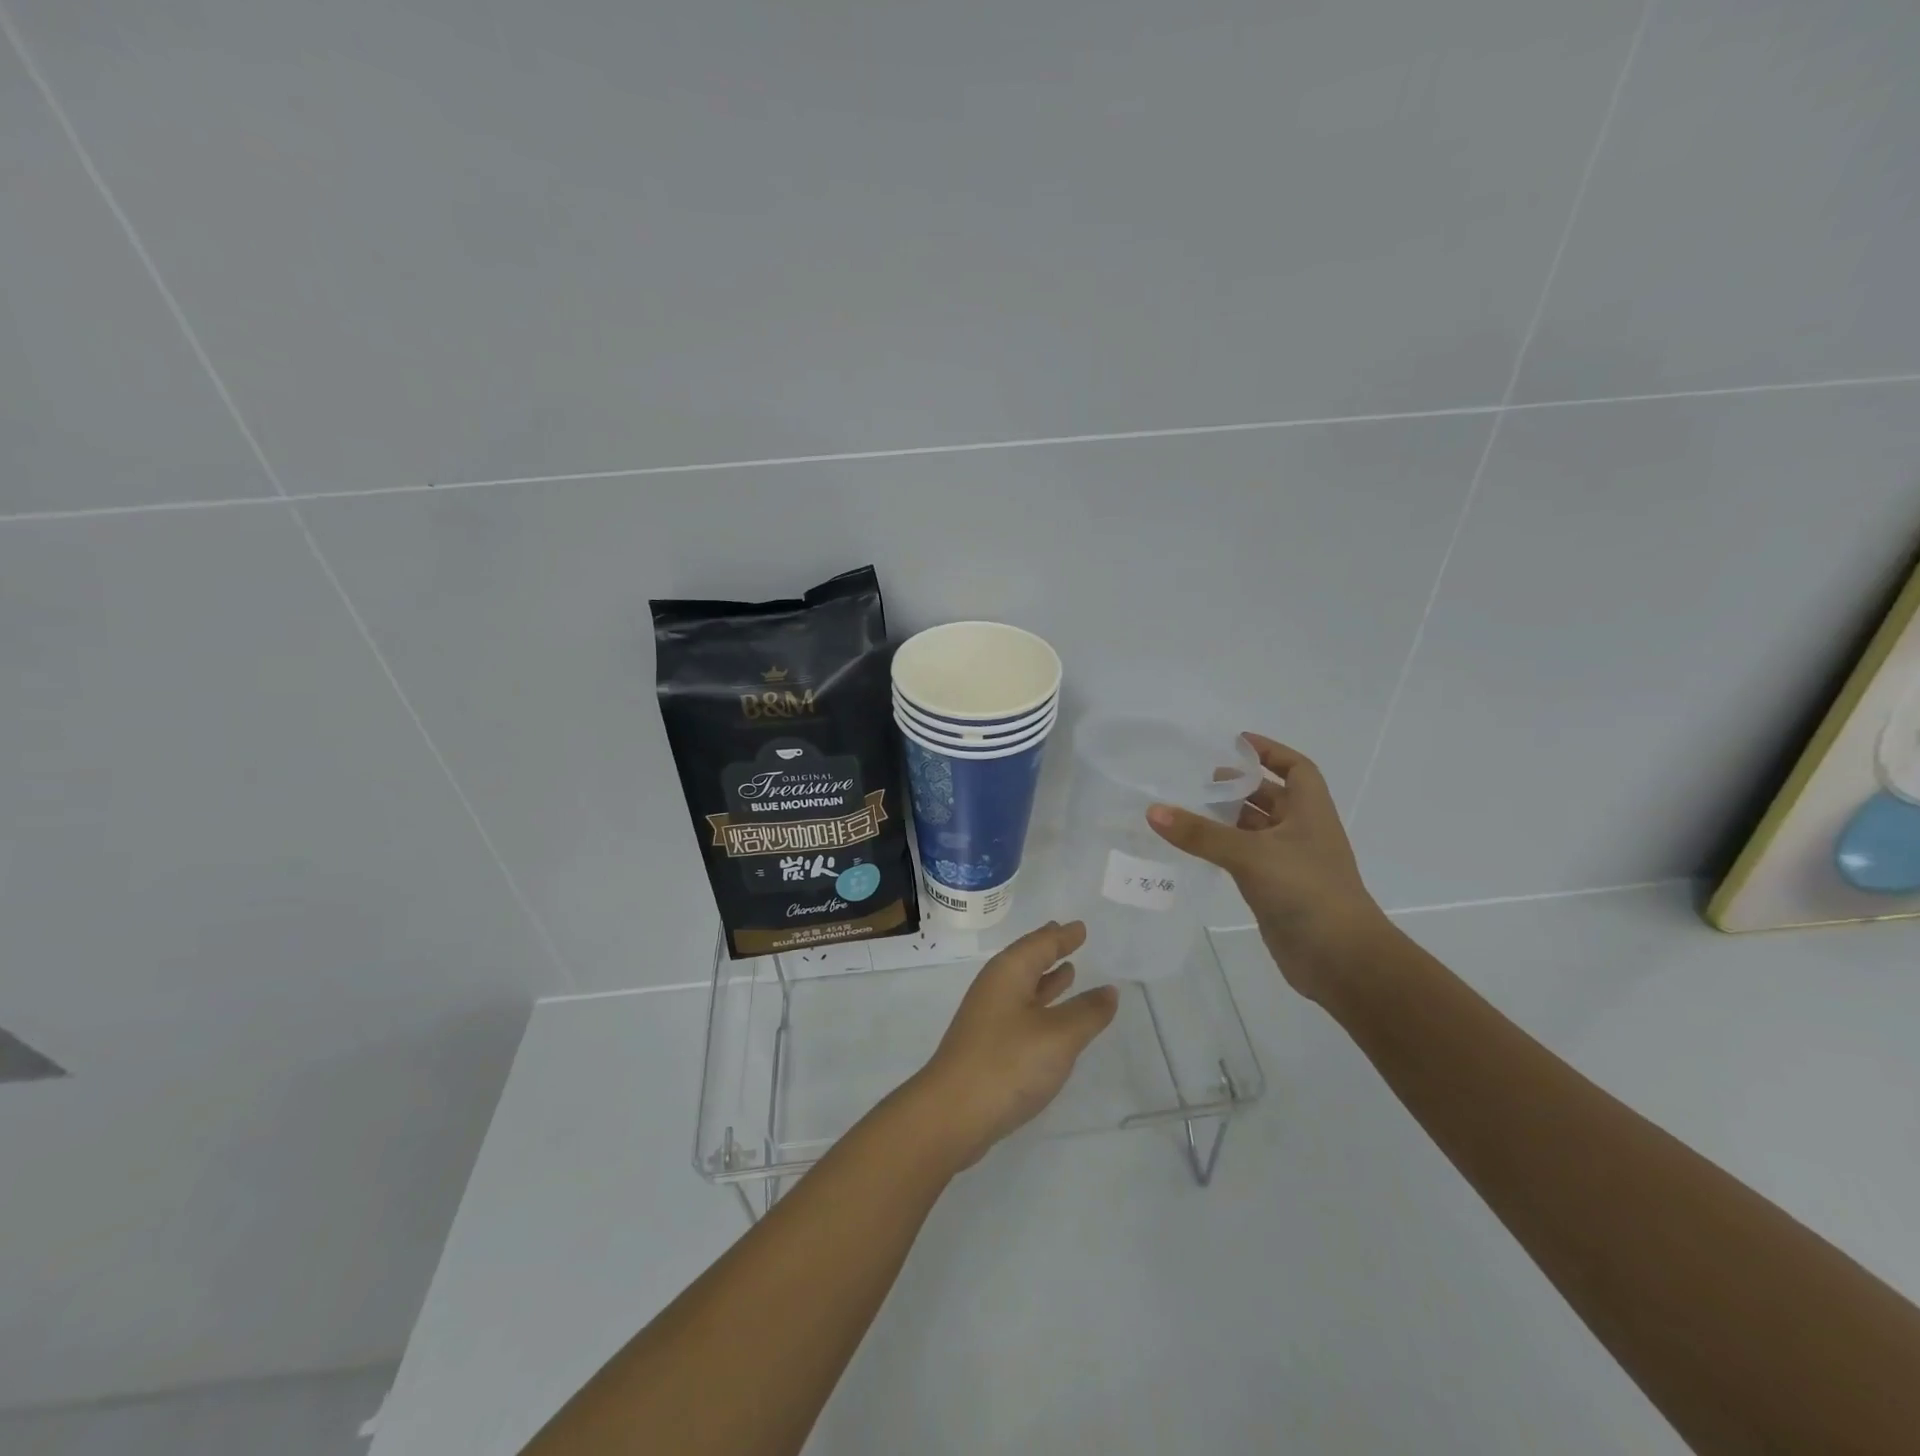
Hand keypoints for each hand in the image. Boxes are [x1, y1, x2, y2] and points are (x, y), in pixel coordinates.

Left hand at [907, 920, 1118, 1168]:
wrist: (953, 1114)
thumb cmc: (1008, 1063)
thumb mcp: (1059, 1036)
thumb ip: (1087, 1012)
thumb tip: (1109, 990)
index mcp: (1008, 973)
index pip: (1040, 944)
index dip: (1062, 936)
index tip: (1080, 926)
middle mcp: (995, 988)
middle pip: (1026, 961)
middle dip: (1049, 950)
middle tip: (1069, 937)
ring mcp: (988, 1018)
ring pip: (1023, 987)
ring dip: (1045, 979)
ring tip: (1068, 971)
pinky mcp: (987, 1046)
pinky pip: (1020, 1011)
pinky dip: (1040, 1006)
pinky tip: (1051, 1019)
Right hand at [1146, 734, 1388, 1002]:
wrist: (1341, 960)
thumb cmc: (1305, 892)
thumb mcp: (1250, 855)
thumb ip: (1200, 834)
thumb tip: (1153, 811)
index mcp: (1310, 812)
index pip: (1296, 769)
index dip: (1270, 752)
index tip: (1235, 744)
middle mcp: (1302, 833)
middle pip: (1272, 798)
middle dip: (1239, 787)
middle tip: (1198, 780)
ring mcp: (1290, 863)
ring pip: (1256, 830)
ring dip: (1228, 819)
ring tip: (1188, 810)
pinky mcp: (1276, 890)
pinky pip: (1246, 859)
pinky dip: (1224, 850)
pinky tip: (1196, 849)